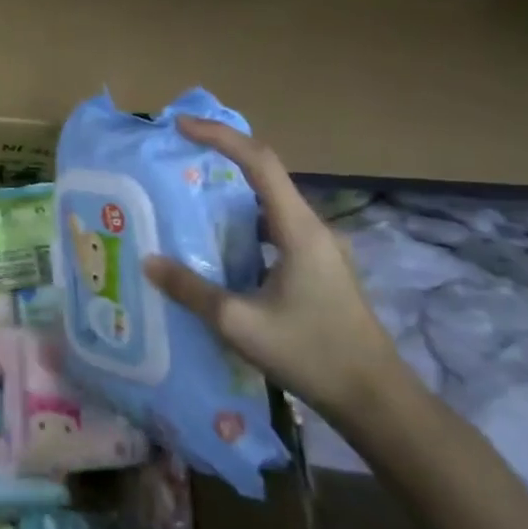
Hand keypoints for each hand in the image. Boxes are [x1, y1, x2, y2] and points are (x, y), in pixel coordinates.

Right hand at [144, 116, 408, 423]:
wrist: (378, 402)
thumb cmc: (311, 354)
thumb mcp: (239, 323)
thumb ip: (191, 289)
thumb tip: (149, 261)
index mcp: (298, 229)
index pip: (259, 161)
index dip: (220, 136)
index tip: (181, 125)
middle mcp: (313, 229)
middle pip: (264, 175)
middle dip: (220, 158)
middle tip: (177, 158)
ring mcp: (321, 249)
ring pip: (269, 204)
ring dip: (231, 194)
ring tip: (188, 200)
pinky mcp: (321, 269)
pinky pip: (275, 229)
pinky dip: (244, 223)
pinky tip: (220, 246)